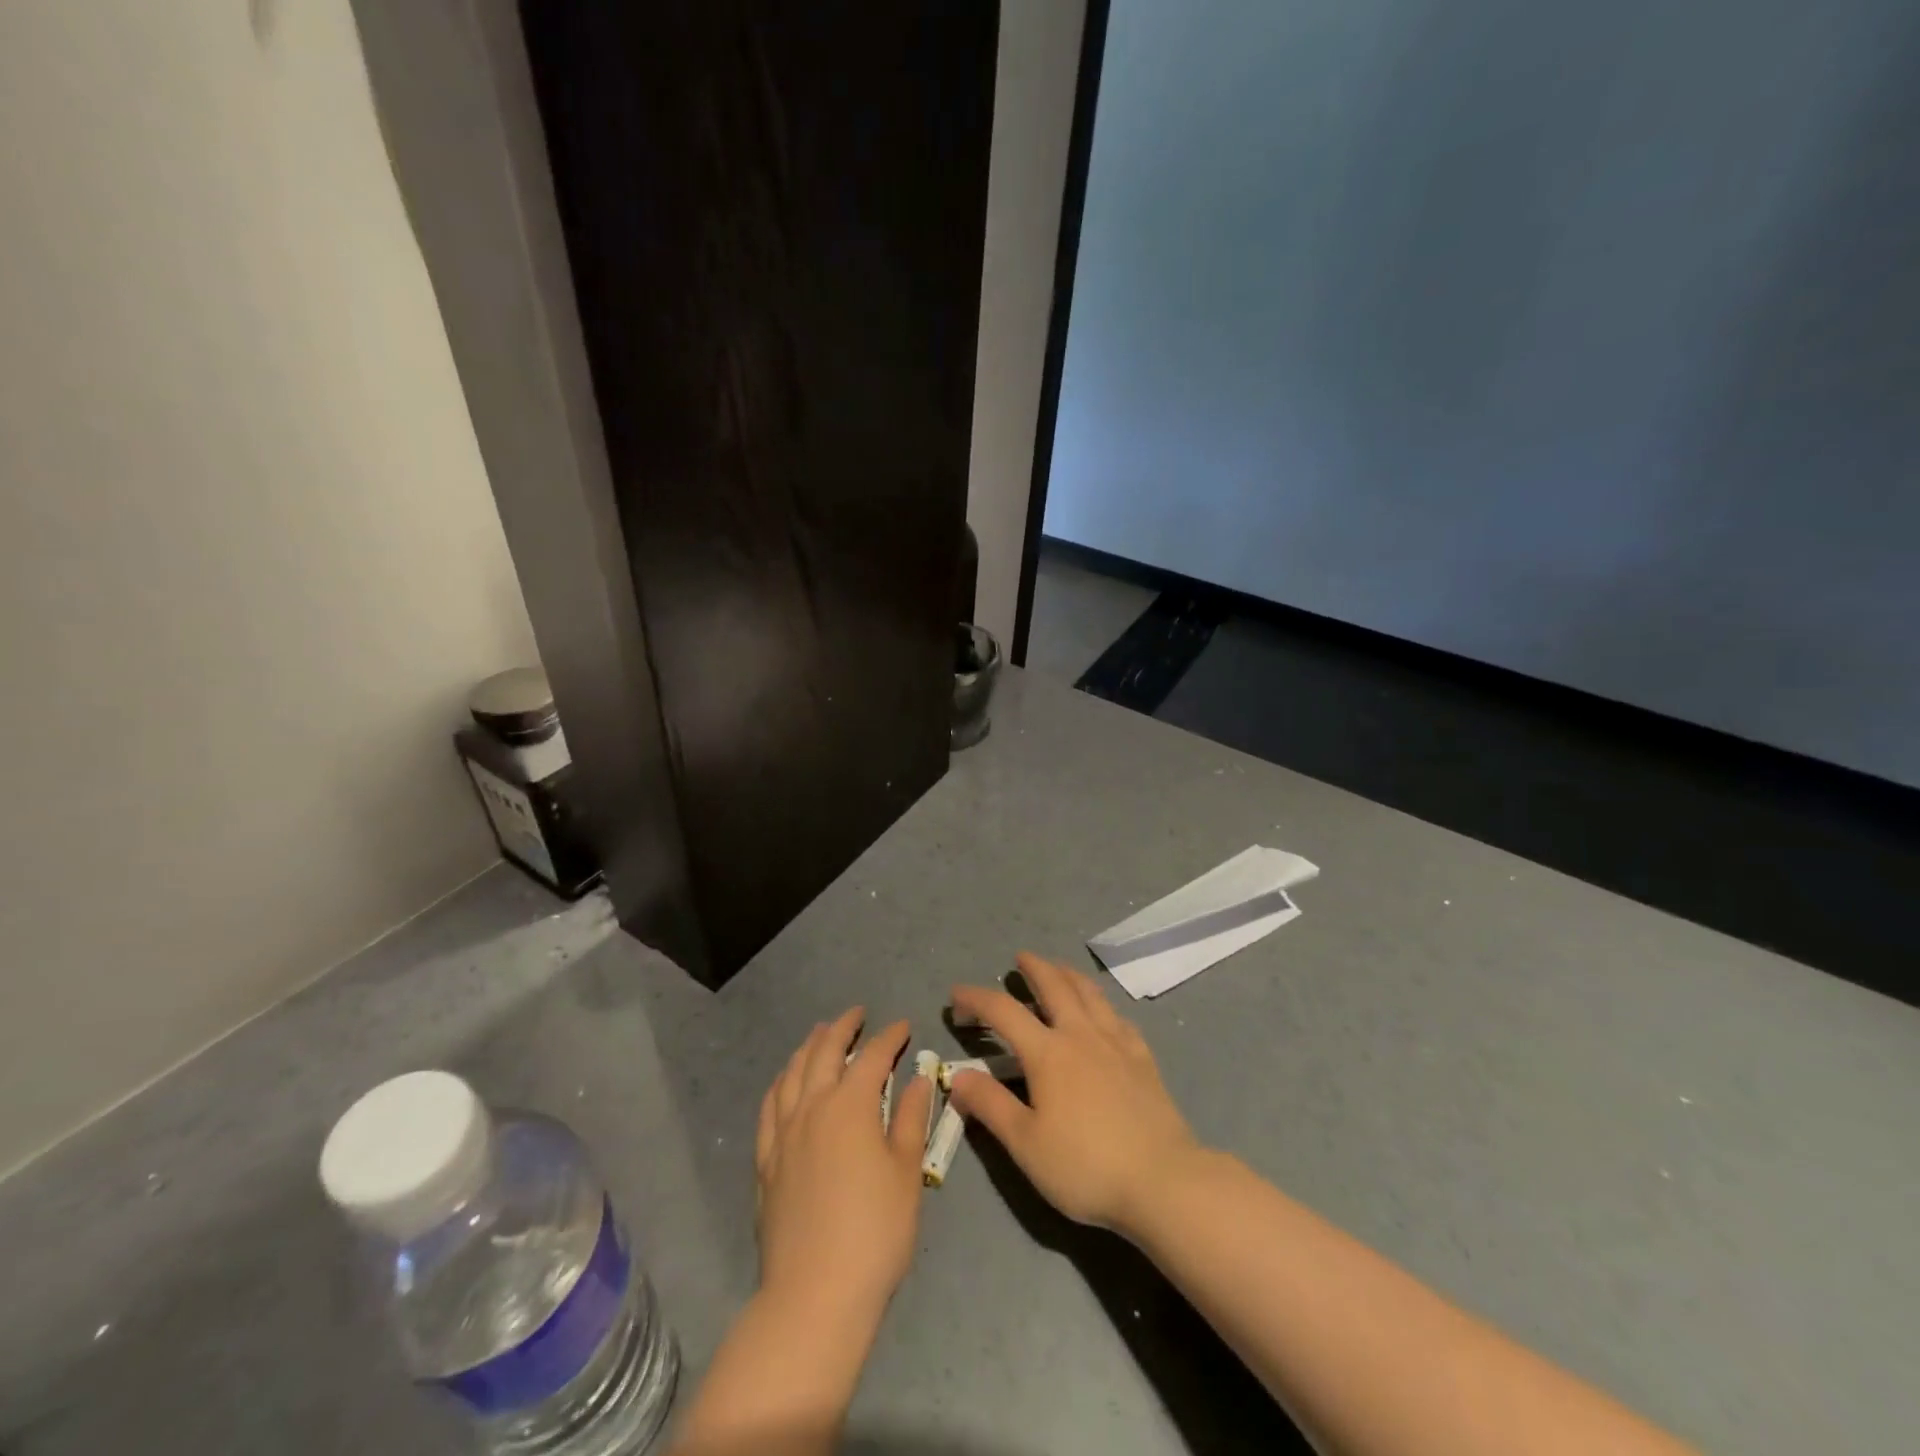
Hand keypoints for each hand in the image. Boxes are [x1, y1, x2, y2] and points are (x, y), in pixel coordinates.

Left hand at [755, 1009, 934, 1322]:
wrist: (815, 1293)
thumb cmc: (874, 1231)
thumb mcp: (906, 1173)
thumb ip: (910, 1118)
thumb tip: (918, 1077)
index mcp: (851, 1105)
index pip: (872, 1056)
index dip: (889, 1036)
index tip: (902, 1025)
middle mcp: (812, 1107)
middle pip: (824, 1052)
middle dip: (842, 1027)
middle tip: (857, 1014)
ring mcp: (783, 1133)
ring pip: (792, 1072)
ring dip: (808, 1047)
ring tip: (820, 1034)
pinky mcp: (765, 1161)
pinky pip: (769, 1107)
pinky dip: (780, 1083)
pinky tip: (785, 1082)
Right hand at [947, 952, 1199, 1235]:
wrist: (1163, 1181)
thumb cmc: (1086, 1166)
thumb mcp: (1025, 1143)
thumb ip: (990, 1105)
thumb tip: (957, 1076)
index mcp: (1048, 1052)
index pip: (1003, 1011)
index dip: (976, 998)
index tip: (956, 995)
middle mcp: (1081, 1034)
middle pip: (1054, 986)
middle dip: (1034, 967)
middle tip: (1020, 958)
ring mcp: (1116, 1043)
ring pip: (1089, 993)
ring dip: (1068, 974)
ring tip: (1058, 968)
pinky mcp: (1142, 1058)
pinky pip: (1118, 1016)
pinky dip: (1102, 1004)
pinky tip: (1103, 1012)